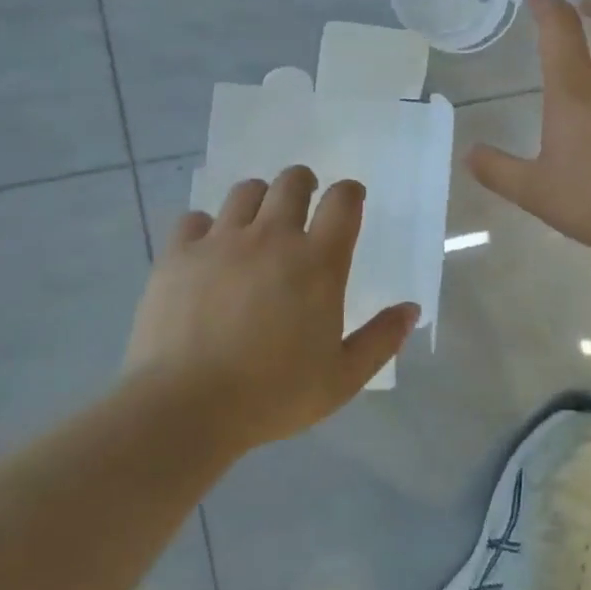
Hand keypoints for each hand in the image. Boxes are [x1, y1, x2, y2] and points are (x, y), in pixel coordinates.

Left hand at [122, 167, 418, 454]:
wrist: (185, 408)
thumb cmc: (273, 395)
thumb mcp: (342, 379)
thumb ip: (381, 340)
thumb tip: (411, 309)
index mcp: (317, 262)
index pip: (343, 201)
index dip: (350, 193)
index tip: (350, 201)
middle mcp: (272, 237)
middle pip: (292, 182)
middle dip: (304, 183)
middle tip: (303, 203)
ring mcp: (221, 241)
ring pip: (245, 191)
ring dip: (259, 199)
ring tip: (257, 223)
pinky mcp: (179, 254)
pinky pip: (194, 219)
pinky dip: (205, 227)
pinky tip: (208, 250)